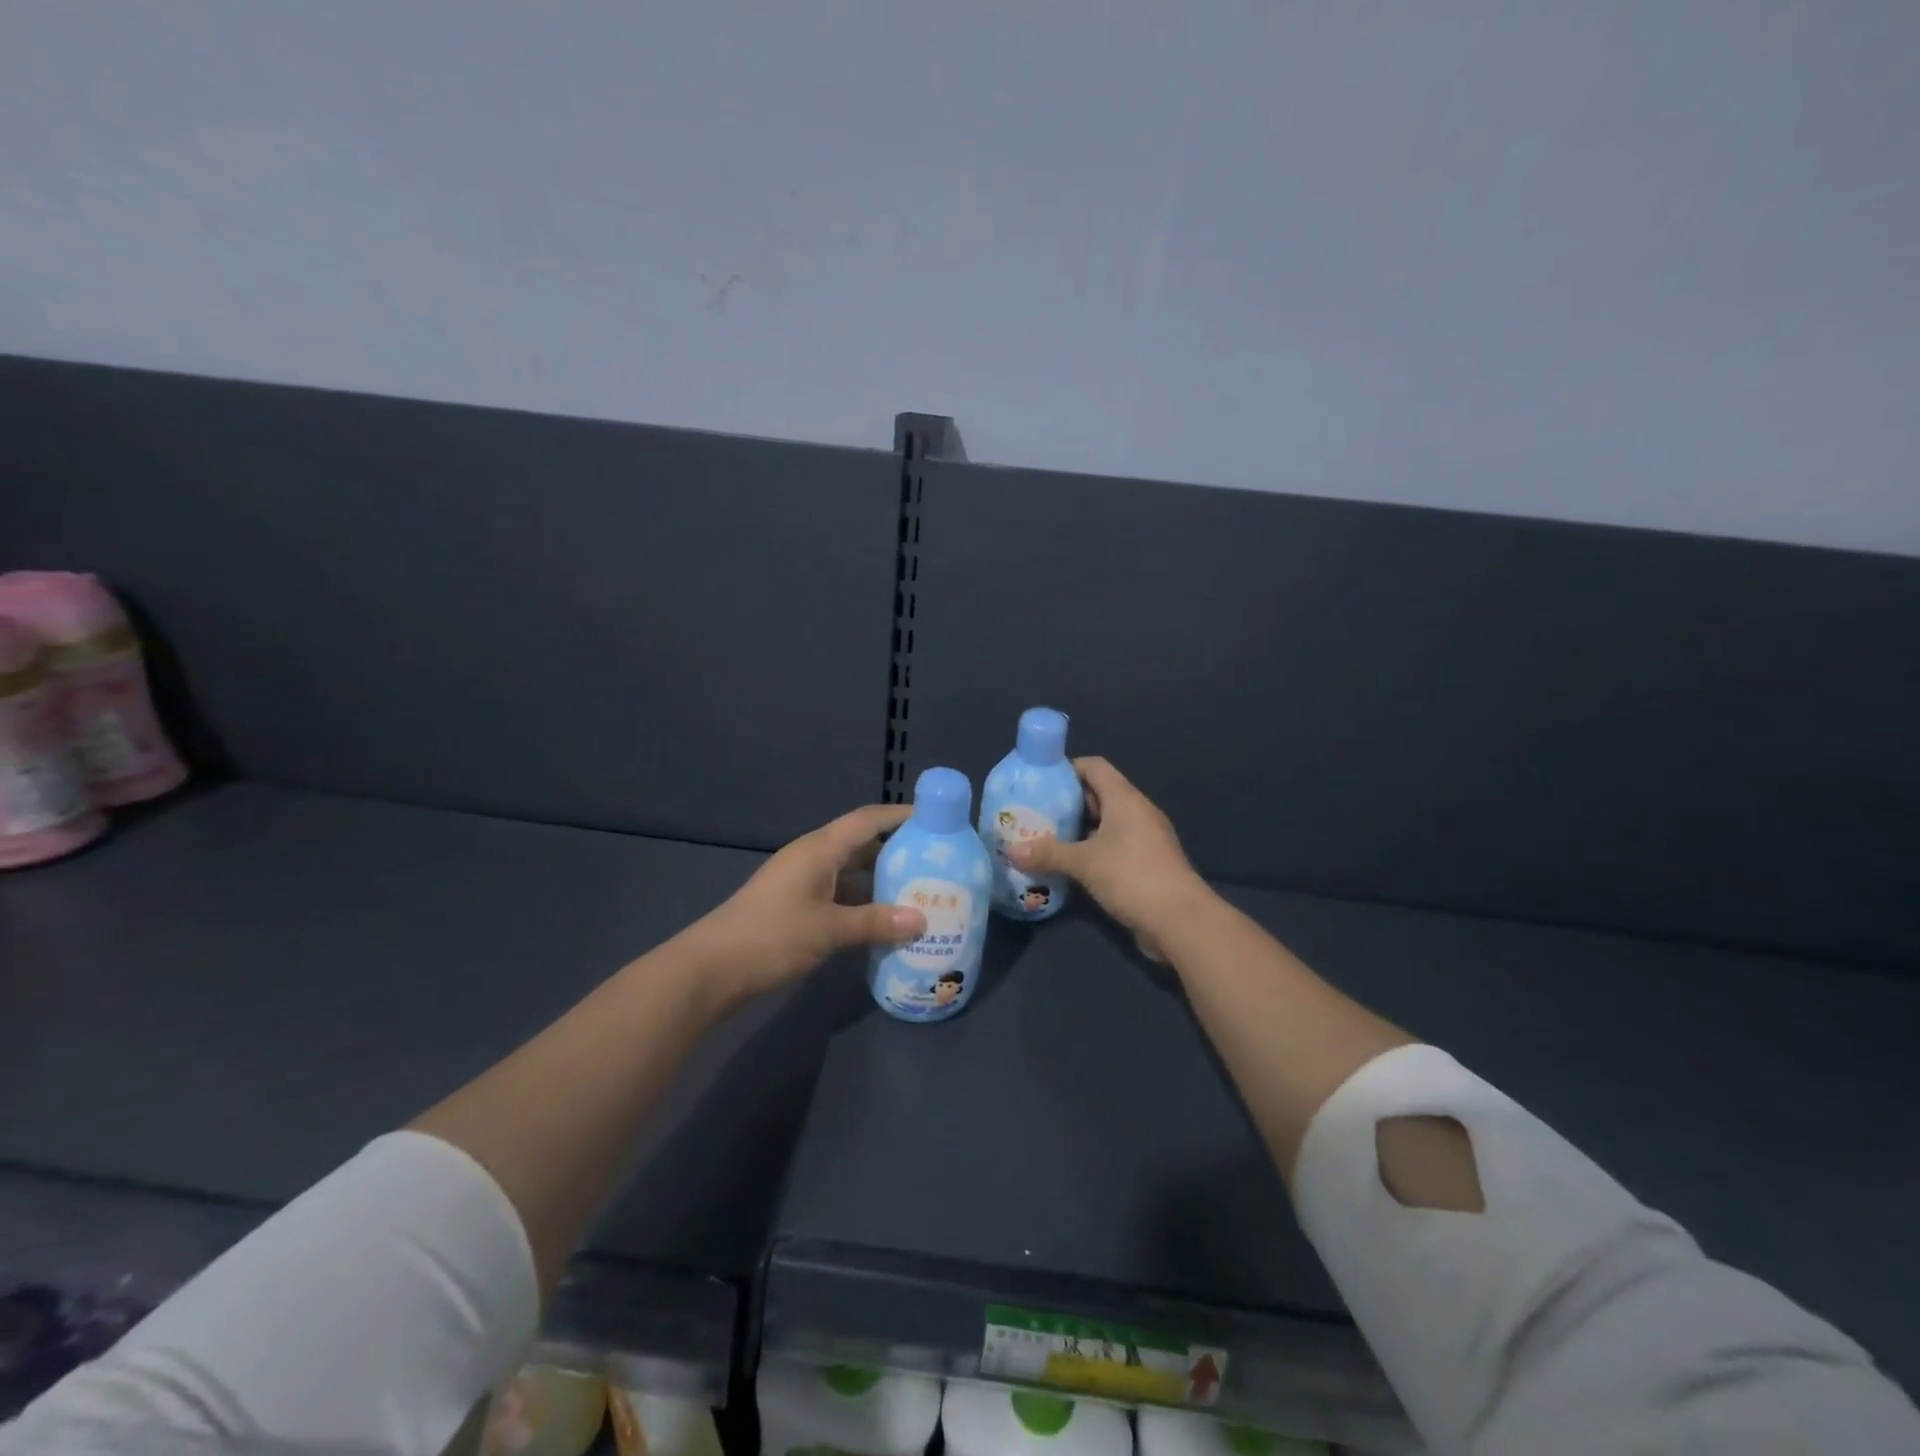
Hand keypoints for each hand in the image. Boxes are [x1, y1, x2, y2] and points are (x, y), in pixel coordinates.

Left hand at [686, 803, 926, 1000]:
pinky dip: (863, 903)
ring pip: (851, 872)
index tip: (936, 820)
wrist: (711, 969)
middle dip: (898, 850)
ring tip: (920, 892)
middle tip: (937, 862)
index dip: (900, 816)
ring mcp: (803, 883)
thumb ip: (875, 922)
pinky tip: (885, 921)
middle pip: (862, 844)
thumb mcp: (828, 929)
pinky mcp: (797, 907)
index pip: (867, 820)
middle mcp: (813, 858)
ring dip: (881, 880)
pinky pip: (840, 895)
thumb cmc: (771, 936)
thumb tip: (922, 920)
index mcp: (819, 849)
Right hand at [1008, 757, 1208, 956]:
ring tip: (1043, 837)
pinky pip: (1112, 847)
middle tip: (1034, 811)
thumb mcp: (1084, 862)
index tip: (1039, 780)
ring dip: (1077, 830)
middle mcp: (1136, 812)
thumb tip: (1011, 851)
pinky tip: (1067, 865)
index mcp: (1125, 799)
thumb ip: (1048, 854)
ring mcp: (1144, 839)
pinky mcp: (1145, 864)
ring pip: (1104, 824)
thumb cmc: (1132, 876)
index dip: (1067, 768)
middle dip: (1067, 802)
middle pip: (1098, 795)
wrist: (1180, 921)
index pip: (1094, 767)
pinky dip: (1090, 851)